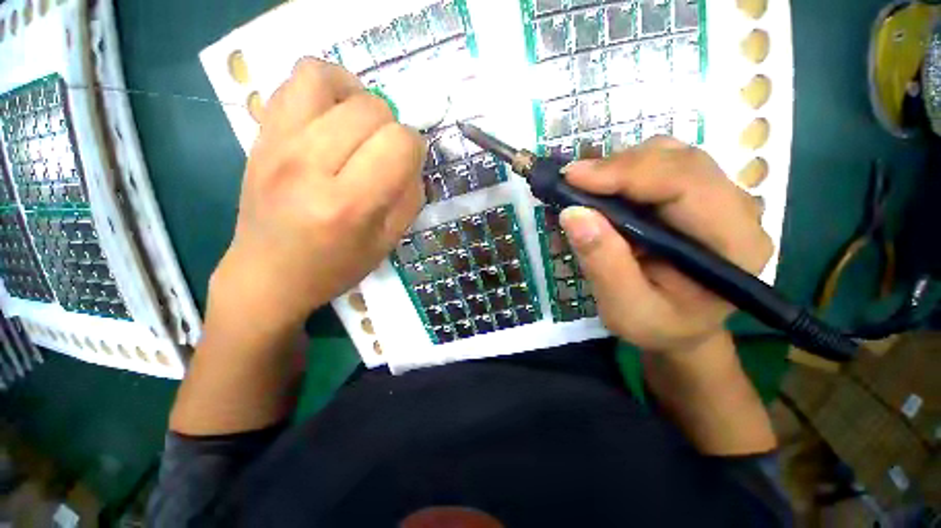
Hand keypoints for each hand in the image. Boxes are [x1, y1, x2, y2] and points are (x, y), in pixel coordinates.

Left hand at [209, 59, 426, 334]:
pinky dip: (324, 85)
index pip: (399, 143)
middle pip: (371, 109)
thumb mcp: (388, 242)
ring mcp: (277, 144)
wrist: (268, 274)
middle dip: (391, 126)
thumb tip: (412, 158)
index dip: (414, 148)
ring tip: (360, 123)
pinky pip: (294, 80)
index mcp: (349, 205)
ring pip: (327, 77)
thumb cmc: (336, 266)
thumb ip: (409, 196)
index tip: (408, 163)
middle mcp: (310, 166)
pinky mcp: (260, 135)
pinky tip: (333, 114)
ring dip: (358, 96)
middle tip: (384, 151)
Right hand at [559, 136, 772, 354]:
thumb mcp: (626, 309)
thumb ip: (603, 263)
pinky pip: (660, 166)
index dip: (626, 172)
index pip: (685, 183)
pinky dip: (623, 172)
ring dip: (619, 166)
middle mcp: (737, 210)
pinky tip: (600, 190)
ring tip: (583, 188)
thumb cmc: (659, 326)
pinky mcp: (696, 195)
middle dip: (618, 166)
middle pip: (678, 160)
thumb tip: (573, 213)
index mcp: (733, 244)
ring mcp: (719, 198)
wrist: (681, 328)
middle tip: (571, 183)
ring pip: (668, 156)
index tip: (573, 178)